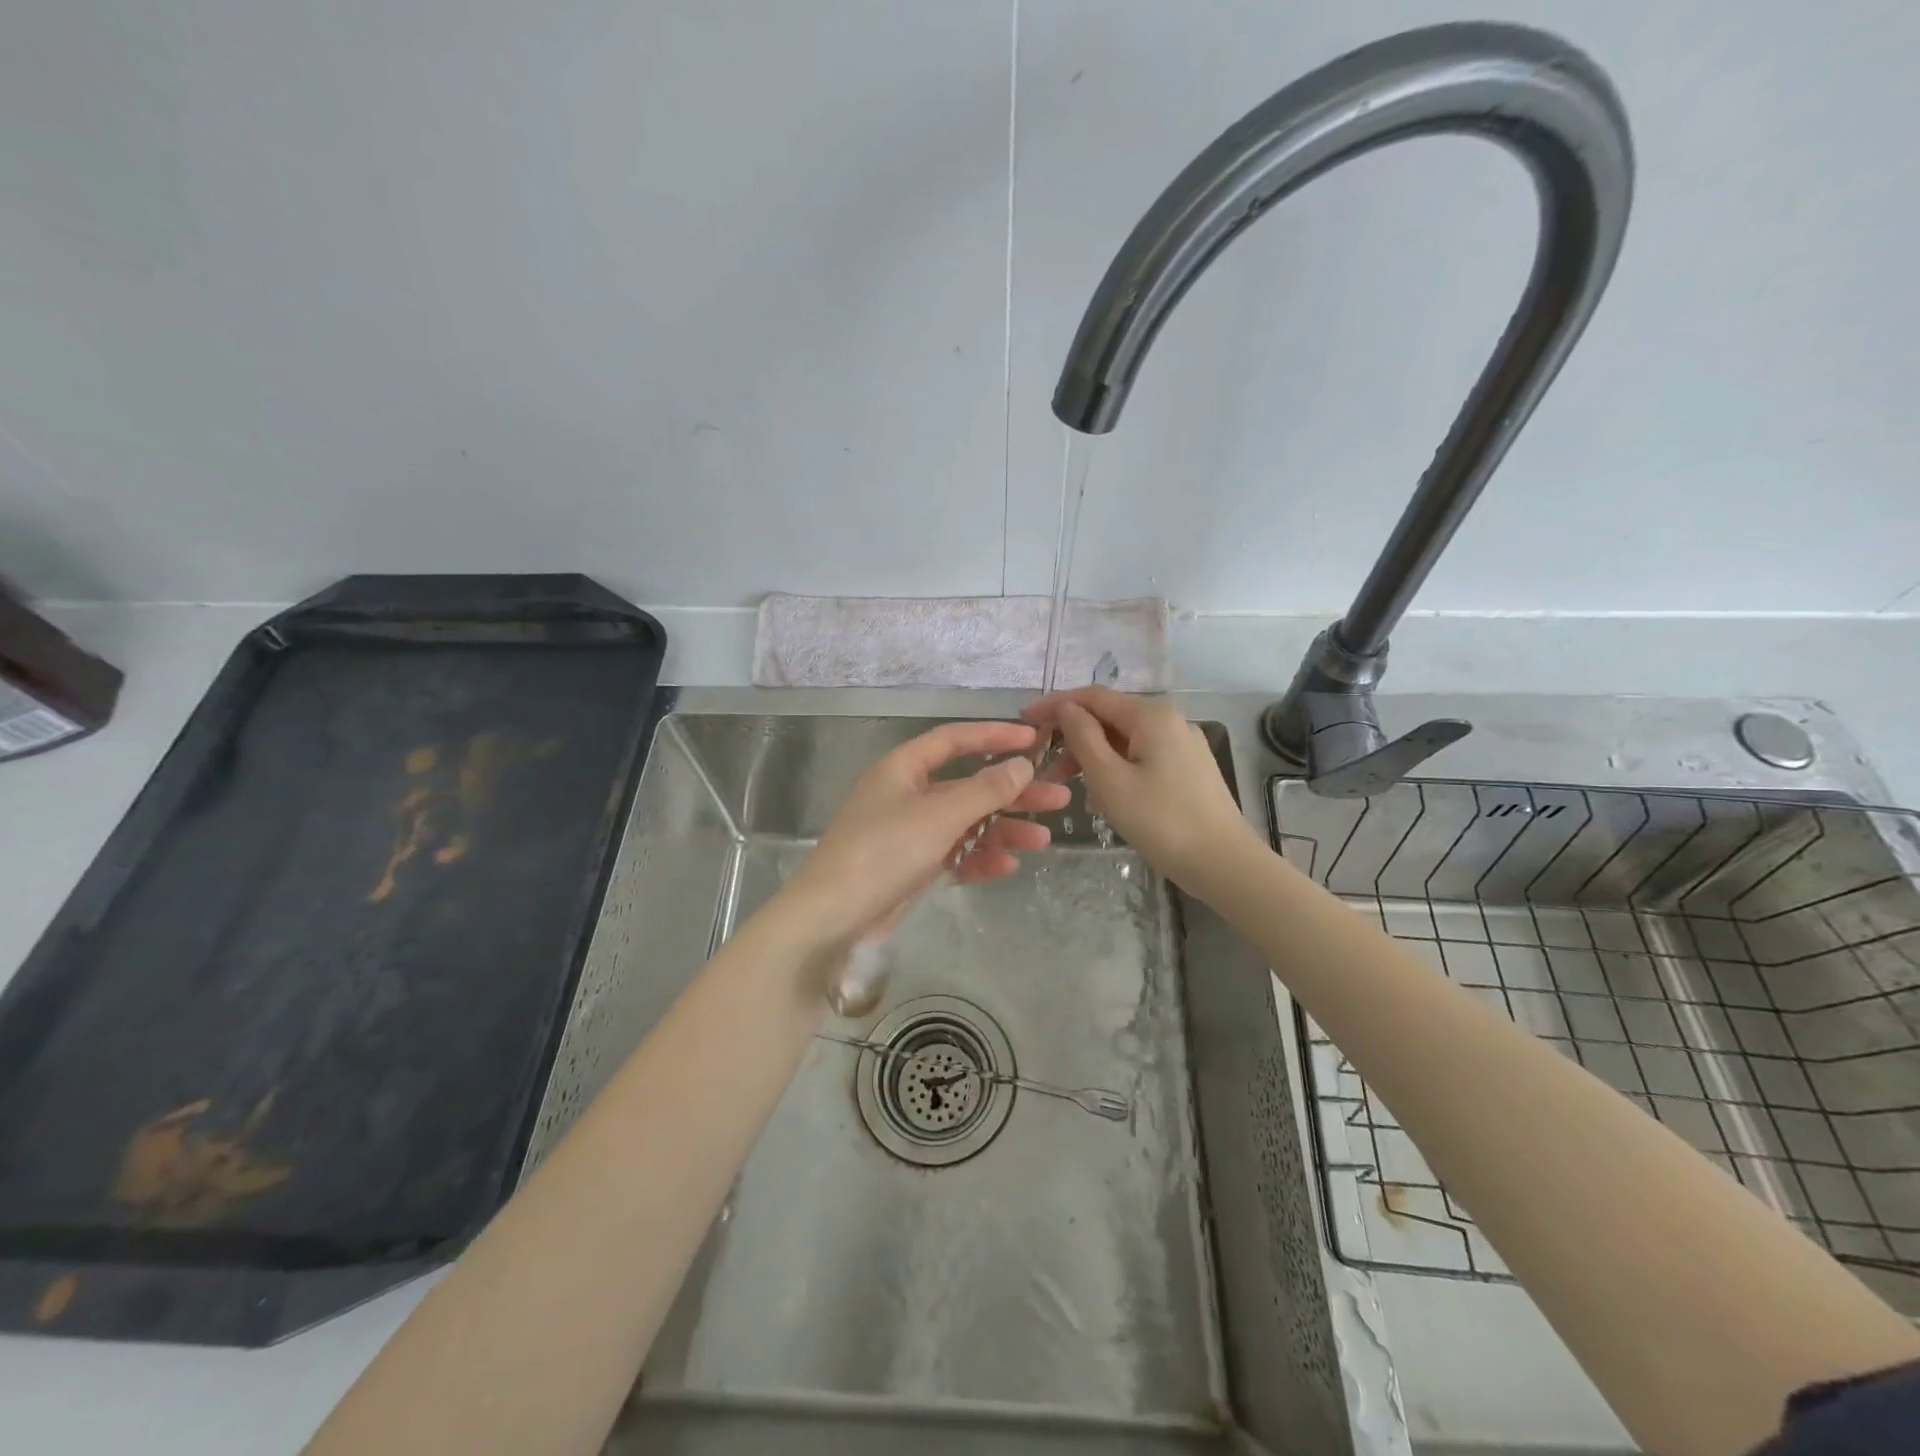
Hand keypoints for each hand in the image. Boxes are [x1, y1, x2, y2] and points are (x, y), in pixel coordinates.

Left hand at [776, 720, 1071, 951]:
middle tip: (1057, 798)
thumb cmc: (883, 851)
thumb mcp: (939, 815)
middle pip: (968, 785)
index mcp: (904, 768)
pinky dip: (979, 858)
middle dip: (1012, 792)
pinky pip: (954, 854)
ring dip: (1003, 829)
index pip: (954, 740)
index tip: (1034, 739)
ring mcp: (909, 832)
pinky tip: (1007, 866)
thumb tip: (1022, 765)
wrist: (832, 917)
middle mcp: (907, 794)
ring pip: (965, 823)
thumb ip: (984, 790)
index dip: (994, 736)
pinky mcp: (912, 867)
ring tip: (1043, 840)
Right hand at [1024, 687, 1254, 889]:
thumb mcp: (1110, 779)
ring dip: (1092, 759)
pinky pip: (1141, 758)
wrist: (1223, 864)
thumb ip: (1083, 737)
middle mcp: (1169, 721)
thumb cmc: (1161, 821)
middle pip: (1109, 718)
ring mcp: (1182, 745)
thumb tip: (1066, 709)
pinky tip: (1103, 799)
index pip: (1092, 696)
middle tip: (1045, 769)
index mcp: (1151, 716)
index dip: (1055, 705)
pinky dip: (1116, 771)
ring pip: (1124, 741)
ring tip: (1070, 790)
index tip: (1023, 721)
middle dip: (1073, 738)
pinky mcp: (1188, 769)